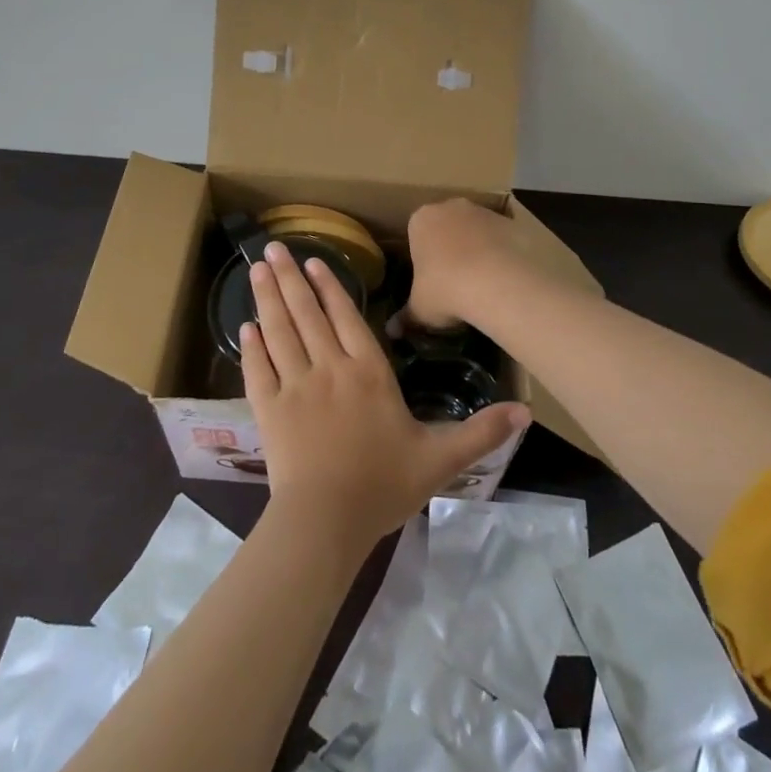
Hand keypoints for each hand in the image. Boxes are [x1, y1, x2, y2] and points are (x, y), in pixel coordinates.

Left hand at [242, 242, 528, 553]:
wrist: (326, 522)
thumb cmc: (383, 485)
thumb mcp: (440, 459)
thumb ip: (481, 432)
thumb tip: (526, 410)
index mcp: (368, 372)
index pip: (346, 317)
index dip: (329, 287)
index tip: (314, 261)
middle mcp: (329, 368)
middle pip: (307, 314)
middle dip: (291, 279)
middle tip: (273, 249)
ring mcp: (295, 387)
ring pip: (280, 331)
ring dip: (268, 298)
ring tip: (258, 271)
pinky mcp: (269, 410)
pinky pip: (258, 369)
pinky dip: (251, 346)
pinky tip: (245, 327)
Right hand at [405, 198, 539, 331]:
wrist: (498, 283)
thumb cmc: (446, 290)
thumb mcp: (420, 310)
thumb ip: (406, 317)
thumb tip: (392, 331)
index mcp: (421, 219)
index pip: (417, 233)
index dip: (423, 256)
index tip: (430, 279)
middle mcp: (452, 207)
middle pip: (448, 225)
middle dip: (450, 246)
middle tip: (455, 280)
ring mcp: (485, 211)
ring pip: (477, 228)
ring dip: (479, 247)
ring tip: (484, 282)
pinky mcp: (514, 220)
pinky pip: (505, 235)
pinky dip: (505, 250)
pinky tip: (507, 276)